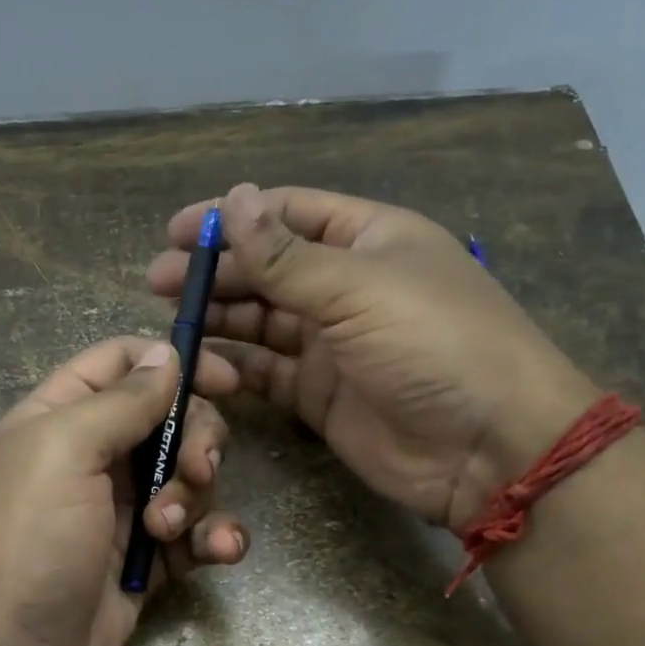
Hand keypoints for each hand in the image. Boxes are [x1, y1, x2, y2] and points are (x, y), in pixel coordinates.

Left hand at [0, 337, 248, 645]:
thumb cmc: (27, 541)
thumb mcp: (64, 451)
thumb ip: (121, 399)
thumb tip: (165, 353)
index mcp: (62, 417)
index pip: (122, 362)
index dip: (174, 361)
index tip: (227, 380)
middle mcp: (94, 457)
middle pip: (170, 419)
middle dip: (195, 441)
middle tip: (196, 471)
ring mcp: (122, 510)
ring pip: (188, 477)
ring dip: (195, 498)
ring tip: (166, 533)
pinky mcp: (146, 559)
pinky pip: (196, 533)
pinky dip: (214, 538)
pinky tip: (220, 552)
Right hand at [150, 184, 597, 533]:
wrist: (485, 446)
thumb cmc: (432, 344)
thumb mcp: (358, 288)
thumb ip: (286, 255)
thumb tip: (235, 199)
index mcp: (368, 240)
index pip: (289, 214)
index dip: (233, 217)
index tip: (177, 230)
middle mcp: (347, 287)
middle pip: (268, 268)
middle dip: (215, 272)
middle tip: (159, 282)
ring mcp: (333, 345)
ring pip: (262, 322)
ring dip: (219, 318)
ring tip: (173, 322)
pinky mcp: (320, 396)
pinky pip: (267, 372)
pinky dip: (236, 367)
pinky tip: (203, 364)